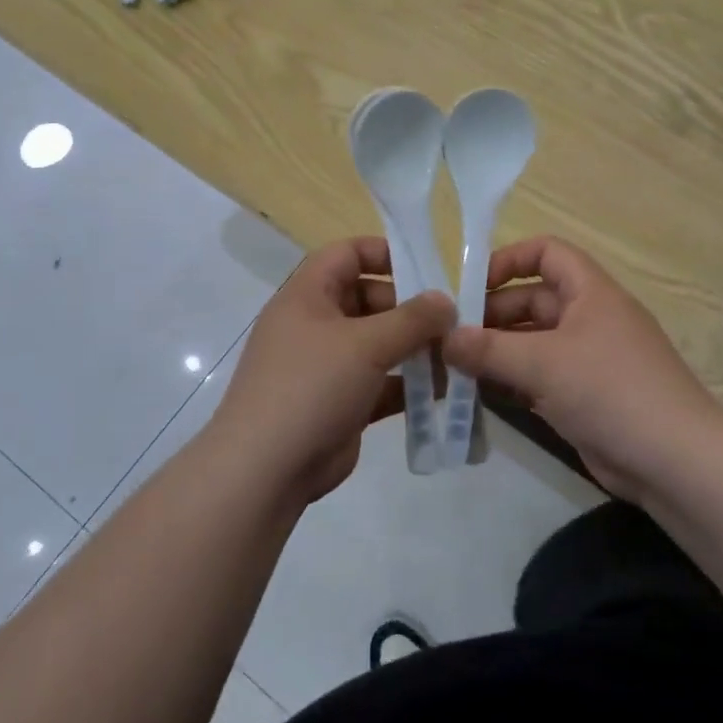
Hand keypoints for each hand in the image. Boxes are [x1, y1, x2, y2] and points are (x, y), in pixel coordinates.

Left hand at [208, 237, 454, 502]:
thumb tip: (446, 301)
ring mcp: (327, 366)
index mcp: (307, 296)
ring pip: (378, 344)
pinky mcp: (341, 402)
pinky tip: (443, 391)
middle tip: (452, 322)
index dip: (384, 253)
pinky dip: (408, 384)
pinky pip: (380, 382)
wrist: (266, 470)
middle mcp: (315, 324)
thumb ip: (412, 319)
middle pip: (369, 299)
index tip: (427, 268)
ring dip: (415, 348)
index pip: (346, 254)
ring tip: (456, 355)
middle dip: (411, 309)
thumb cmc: (312, 386)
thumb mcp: (366, 344)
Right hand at [442, 236, 722, 500]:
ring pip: (532, 342)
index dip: (509, 260)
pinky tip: (479, 394)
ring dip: (496, 351)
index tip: (471, 287)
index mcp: (591, 292)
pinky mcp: (583, 396)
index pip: (547, 252)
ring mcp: (587, 359)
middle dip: (491, 315)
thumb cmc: (610, 391)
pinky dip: (511, 381)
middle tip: (448, 337)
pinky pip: (539, 377)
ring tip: (453, 366)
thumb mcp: (544, 364)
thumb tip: (444, 339)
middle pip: (532, 300)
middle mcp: (589, 318)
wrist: (674, 461)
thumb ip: (489, 350)